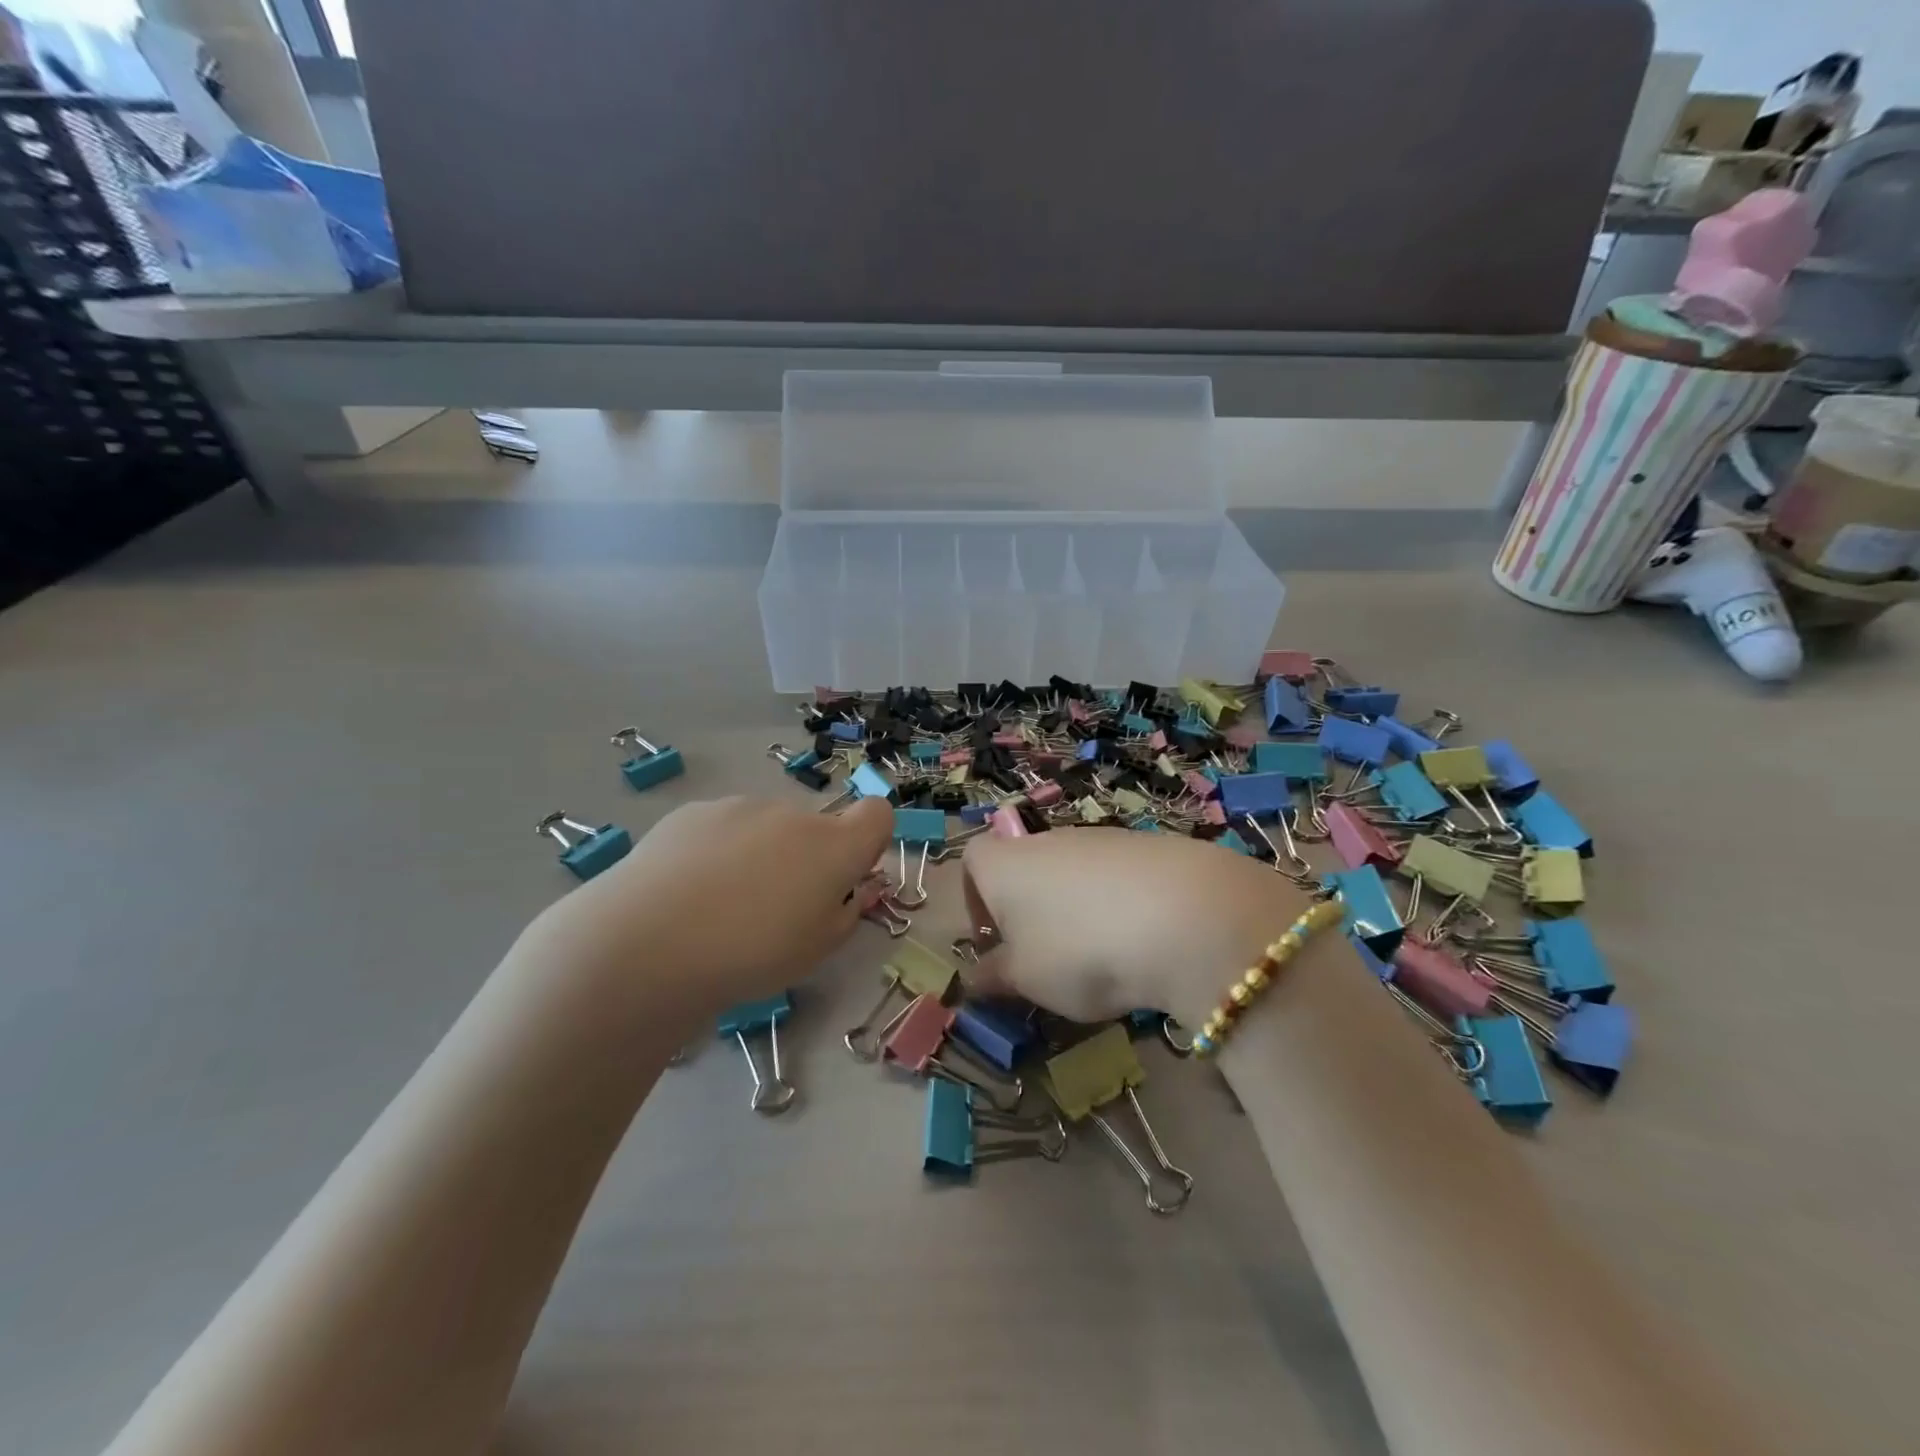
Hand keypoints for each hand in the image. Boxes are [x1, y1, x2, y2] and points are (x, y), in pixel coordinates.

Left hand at [533, 795, 894, 1015]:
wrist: (647, 943)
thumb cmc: (750, 954)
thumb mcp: (817, 951)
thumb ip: (847, 913)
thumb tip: (853, 890)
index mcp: (833, 847)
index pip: (877, 815)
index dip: (869, 841)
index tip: (847, 876)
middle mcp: (792, 814)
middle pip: (814, 828)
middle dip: (806, 858)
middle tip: (774, 908)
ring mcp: (740, 807)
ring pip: (766, 827)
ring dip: (760, 853)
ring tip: (720, 905)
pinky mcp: (694, 811)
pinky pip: (723, 828)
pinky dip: (718, 850)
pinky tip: (687, 890)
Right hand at [962, 830, 1315, 1027]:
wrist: (1186, 915)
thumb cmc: (1080, 950)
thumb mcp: (1027, 979)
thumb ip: (996, 977)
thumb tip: (974, 979)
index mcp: (1004, 865)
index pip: (973, 862)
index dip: (976, 900)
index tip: (994, 942)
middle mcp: (1046, 840)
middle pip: (1025, 866)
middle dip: (1031, 910)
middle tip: (1048, 959)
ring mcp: (1100, 838)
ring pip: (1073, 872)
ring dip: (1077, 909)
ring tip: (1102, 957)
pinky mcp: (1148, 846)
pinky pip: (1118, 876)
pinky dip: (1121, 904)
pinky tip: (1143, 940)